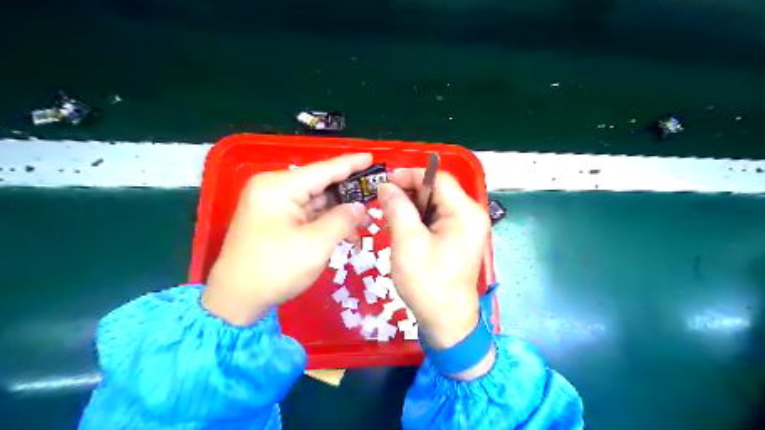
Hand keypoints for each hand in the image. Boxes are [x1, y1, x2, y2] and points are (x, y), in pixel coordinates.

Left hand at [201, 154, 371, 324]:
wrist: (236, 300)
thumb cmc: (276, 268)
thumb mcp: (316, 244)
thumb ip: (342, 220)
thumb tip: (359, 207)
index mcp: (279, 187)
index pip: (323, 170)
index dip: (350, 164)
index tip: (372, 157)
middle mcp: (274, 189)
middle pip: (319, 185)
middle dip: (347, 192)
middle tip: (375, 195)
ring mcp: (272, 205)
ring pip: (314, 201)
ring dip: (338, 210)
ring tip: (365, 218)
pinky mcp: (274, 221)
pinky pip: (306, 214)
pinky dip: (325, 221)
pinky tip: (345, 229)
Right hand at [376, 170, 489, 350]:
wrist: (447, 321)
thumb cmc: (427, 282)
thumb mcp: (407, 242)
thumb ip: (397, 208)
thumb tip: (386, 186)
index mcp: (465, 212)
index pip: (437, 178)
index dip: (409, 175)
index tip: (384, 183)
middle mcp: (471, 215)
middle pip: (438, 190)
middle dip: (409, 192)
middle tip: (384, 202)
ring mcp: (468, 227)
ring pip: (436, 204)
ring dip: (412, 206)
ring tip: (390, 216)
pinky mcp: (461, 238)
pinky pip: (439, 218)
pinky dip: (420, 218)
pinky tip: (404, 227)